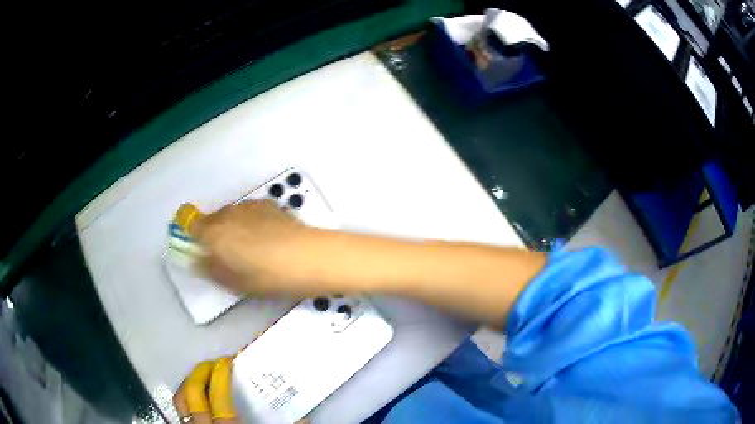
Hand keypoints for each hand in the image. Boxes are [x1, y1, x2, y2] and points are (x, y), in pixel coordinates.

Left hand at [173, 356, 308, 423]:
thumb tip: (302, 418)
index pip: (217, 394)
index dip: (219, 373)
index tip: (227, 362)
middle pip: (191, 393)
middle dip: (199, 373)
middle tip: (213, 365)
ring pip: (180, 403)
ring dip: (189, 386)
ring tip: (202, 379)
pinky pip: (181, 415)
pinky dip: (187, 404)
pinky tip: (197, 404)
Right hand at [191, 200, 326, 296]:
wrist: (306, 257)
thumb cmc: (266, 276)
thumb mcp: (234, 282)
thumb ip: (211, 269)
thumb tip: (197, 260)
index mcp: (214, 232)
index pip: (193, 226)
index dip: (196, 237)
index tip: (205, 250)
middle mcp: (228, 213)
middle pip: (213, 219)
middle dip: (216, 234)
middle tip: (230, 255)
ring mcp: (249, 206)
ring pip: (232, 215)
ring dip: (234, 227)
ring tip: (252, 247)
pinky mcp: (268, 204)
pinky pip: (250, 212)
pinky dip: (251, 221)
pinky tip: (267, 236)